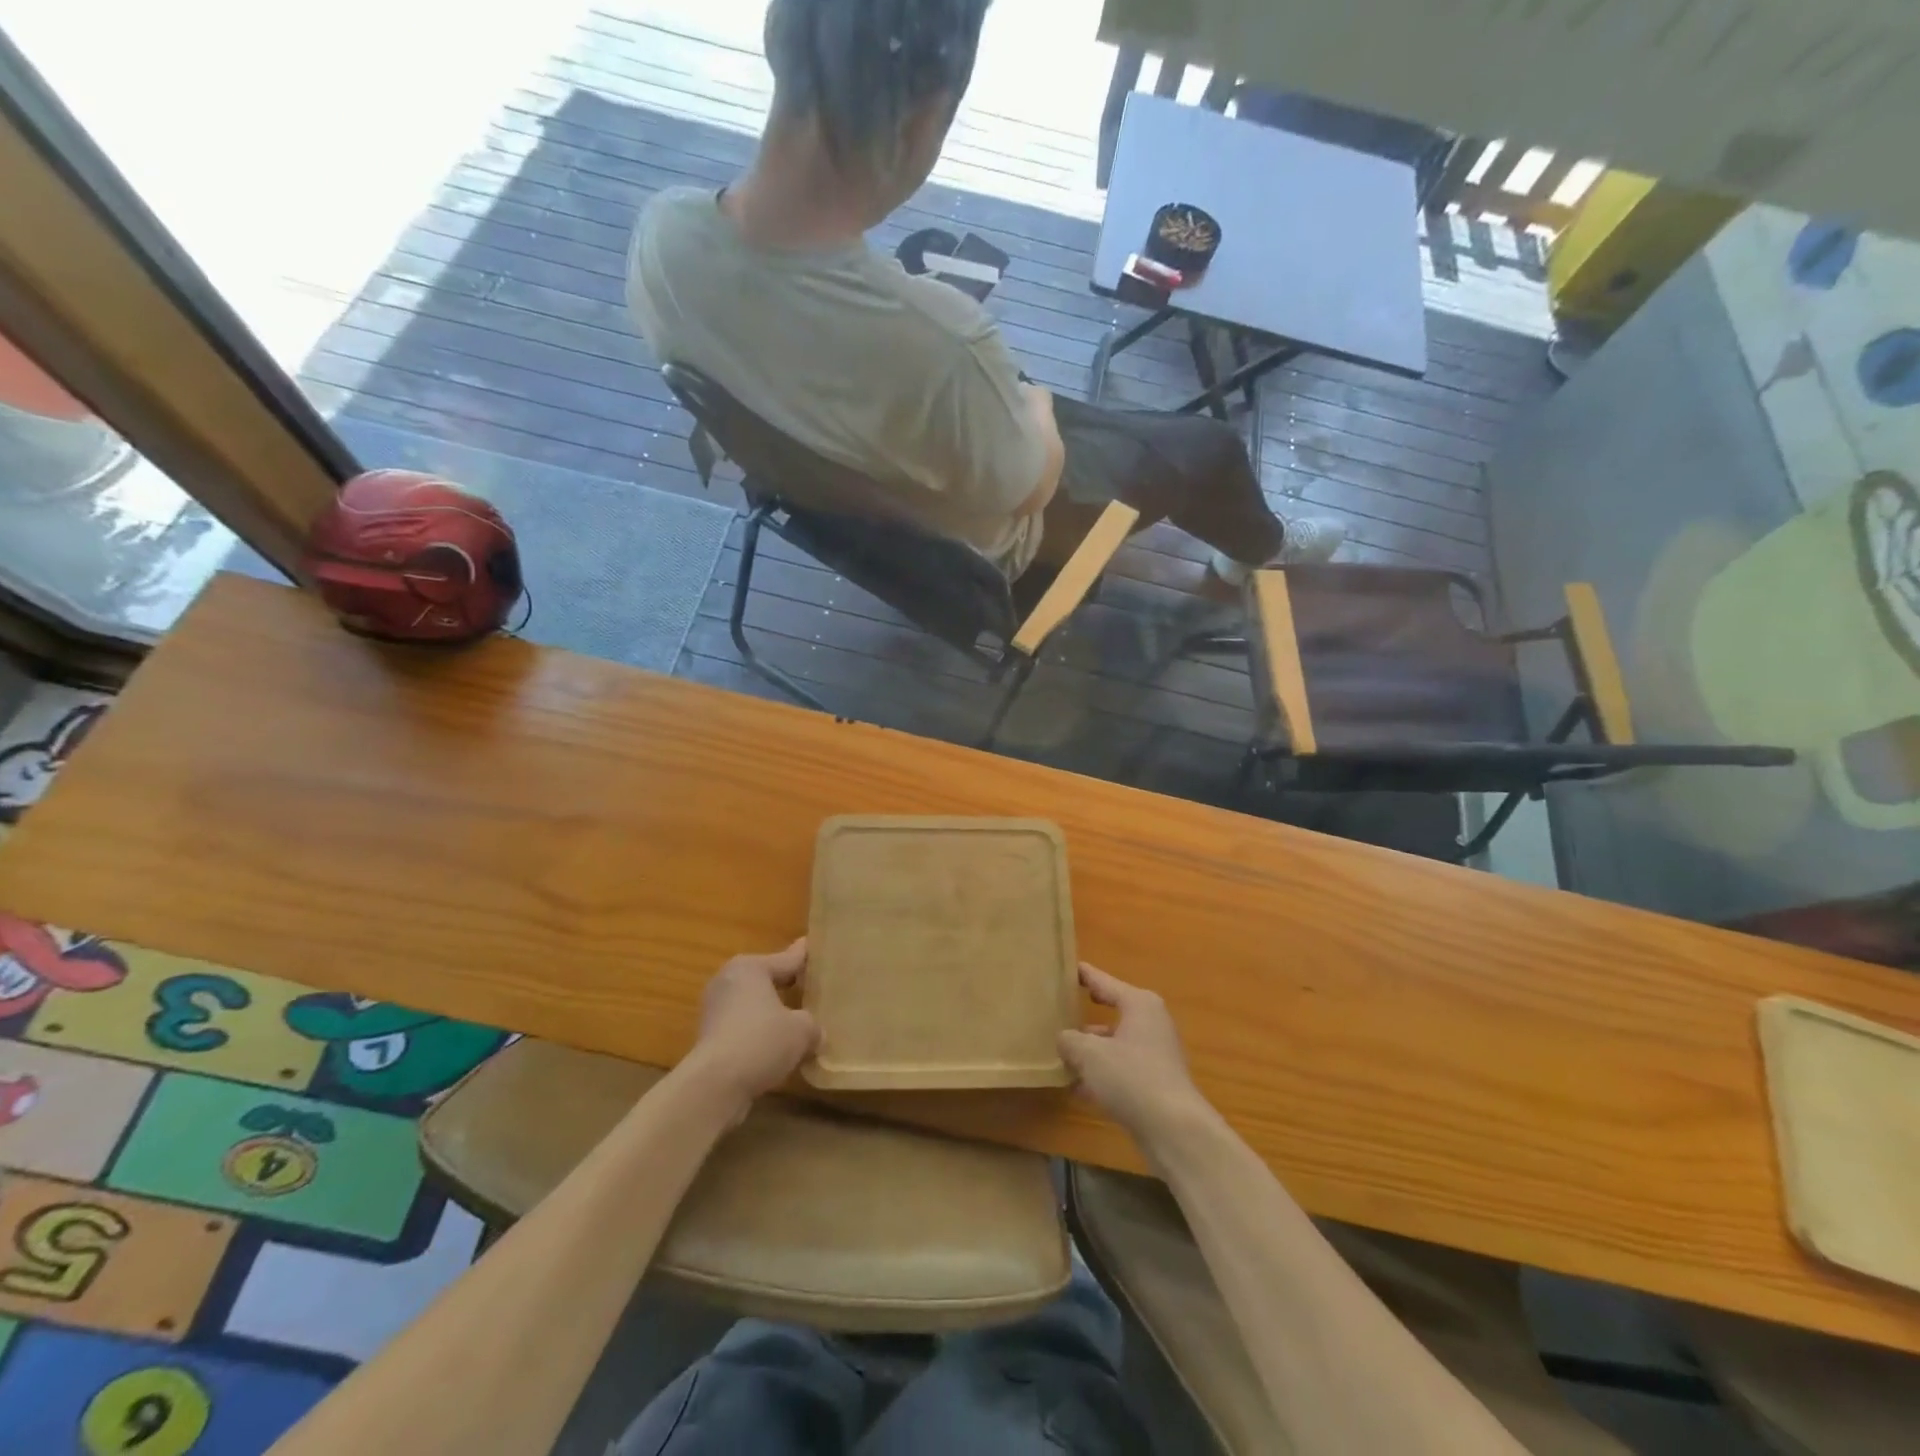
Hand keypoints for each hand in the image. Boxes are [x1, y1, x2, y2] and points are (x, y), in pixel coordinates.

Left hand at [684, 939, 818, 1115]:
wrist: (714, 1086)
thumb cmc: (761, 1042)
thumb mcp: (802, 1030)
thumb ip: (812, 1025)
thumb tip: (814, 1033)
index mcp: (750, 968)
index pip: (786, 959)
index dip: (804, 956)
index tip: (812, 945)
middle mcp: (727, 981)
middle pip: (765, 980)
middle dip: (785, 985)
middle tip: (809, 987)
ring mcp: (713, 1010)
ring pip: (752, 1005)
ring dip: (770, 1014)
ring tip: (796, 1023)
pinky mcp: (707, 1039)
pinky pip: (742, 1028)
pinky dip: (757, 1035)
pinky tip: (776, 1050)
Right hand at [1058, 963, 1209, 1144]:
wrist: (1174, 1129)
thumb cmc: (1131, 1077)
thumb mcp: (1090, 1054)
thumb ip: (1070, 1040)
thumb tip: (1065, 1039)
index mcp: (1139, 1004)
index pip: (1104, 981)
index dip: (1083, 975)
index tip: (1065, 967)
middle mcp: (1151, 1023)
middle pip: (1111, 1012)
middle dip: (1084, 1017)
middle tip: (1057, 1011)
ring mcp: (1156, 1054)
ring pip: (1114, 1044)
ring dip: (1090, 1051)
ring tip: (1060, 1056)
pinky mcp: (1156, 1082)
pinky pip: (1121, 1070)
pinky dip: (1101, 1075)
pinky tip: (1077, 1089)